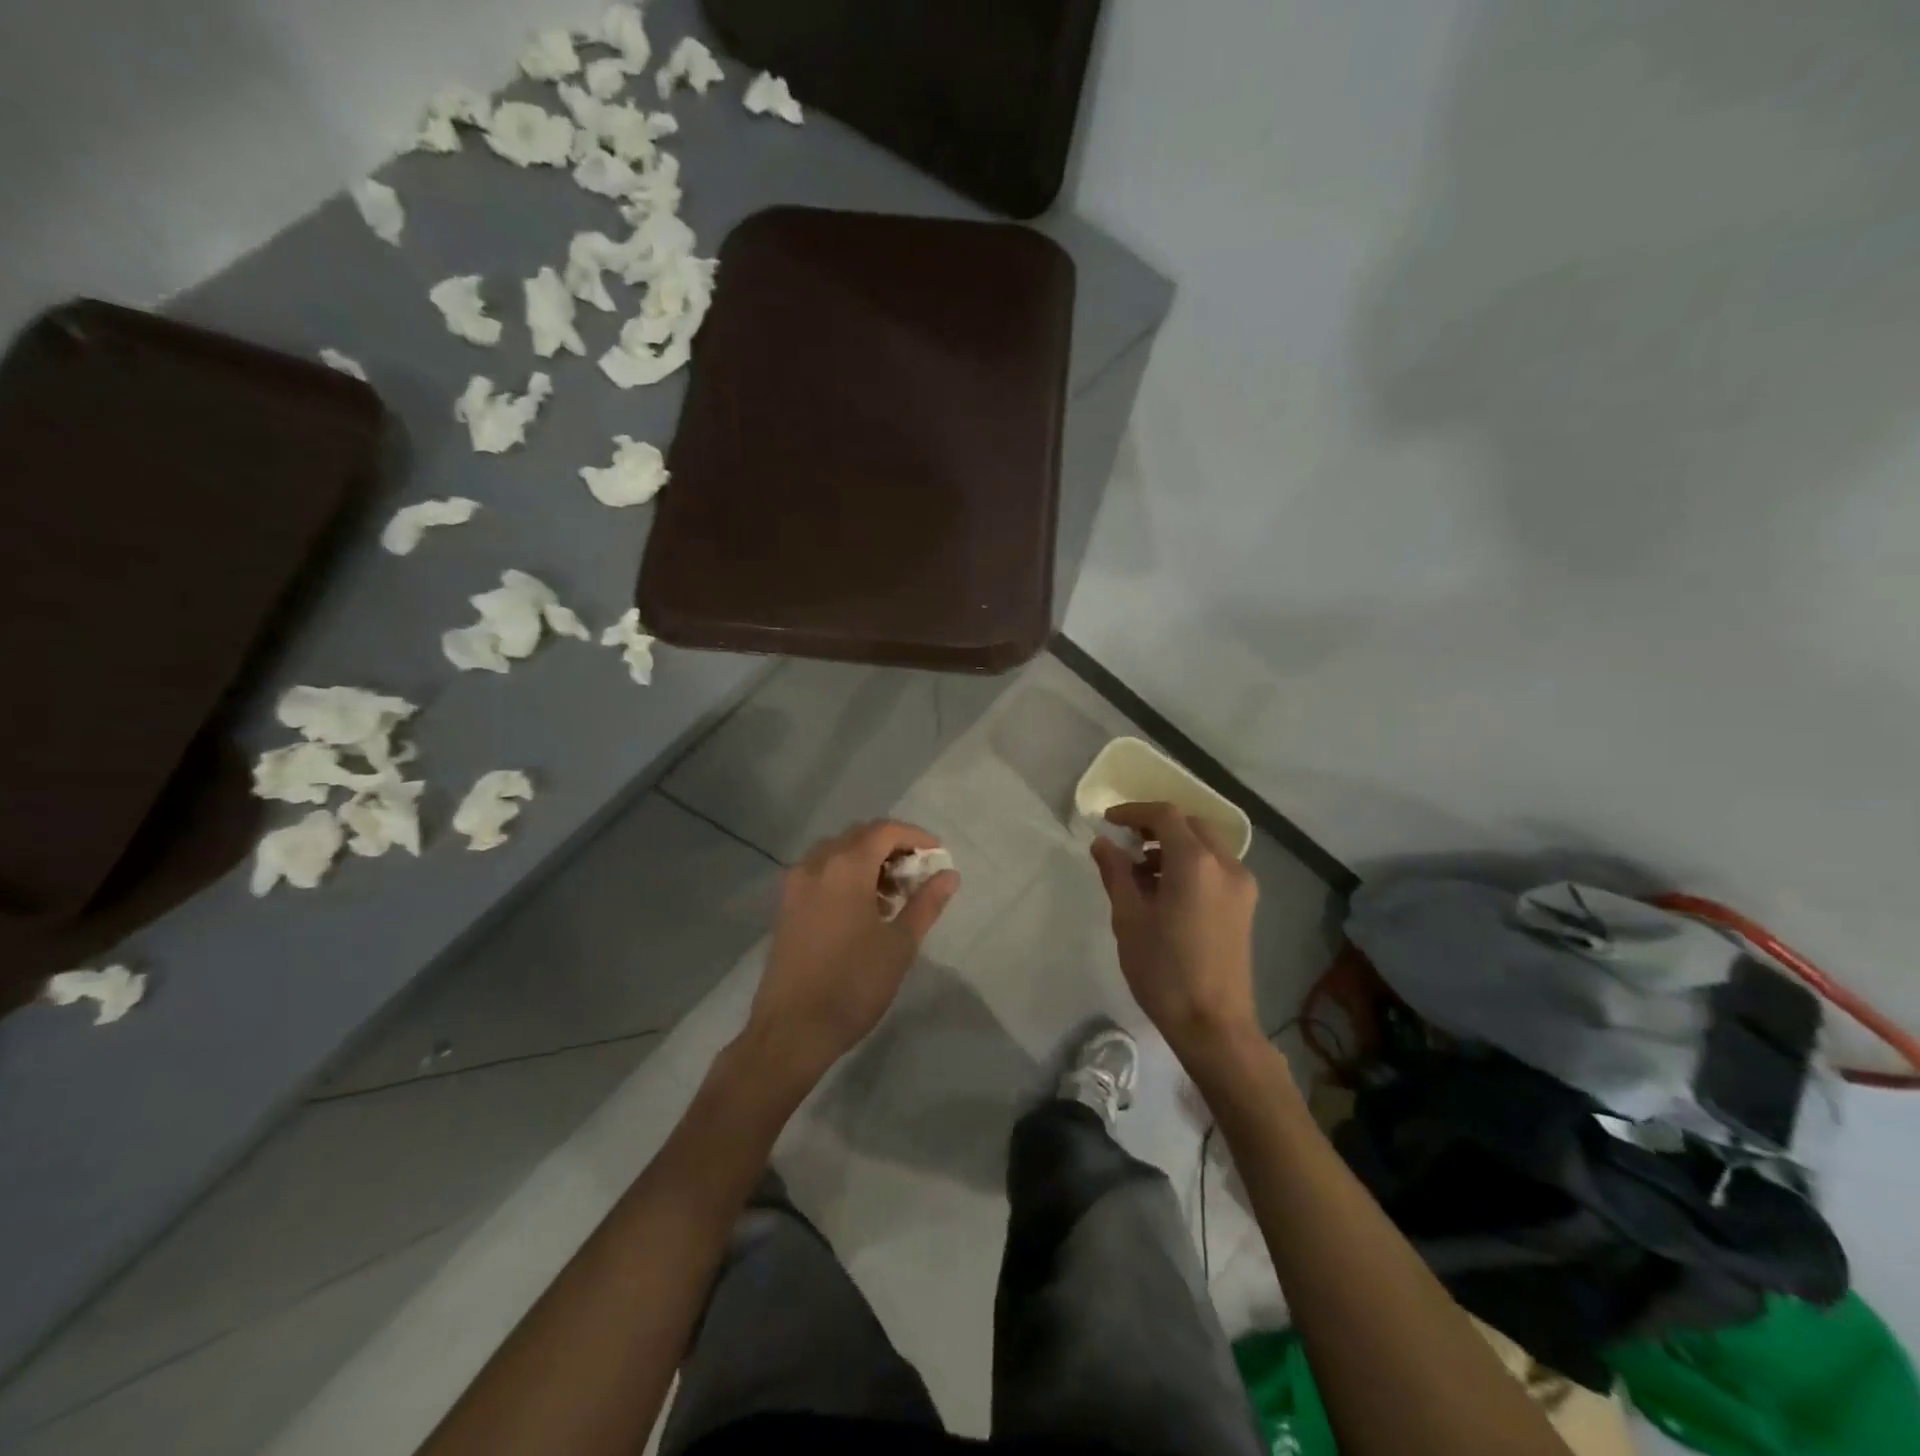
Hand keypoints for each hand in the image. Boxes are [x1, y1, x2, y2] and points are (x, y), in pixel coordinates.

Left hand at [744, 820, 959, 1087]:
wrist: (792, 1030)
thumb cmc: (853, 984)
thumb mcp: (900, 944)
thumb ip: (926, 903)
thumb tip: (949, 875)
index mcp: (845, 867)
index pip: (885, 830)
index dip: (916, 837)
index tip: (938, 856)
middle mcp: (816, 864)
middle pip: (859, 836)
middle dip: (892, 847)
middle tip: (918, 875)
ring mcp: (796, 884)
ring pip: (838, 852)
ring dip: (868, 861)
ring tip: (893, 896)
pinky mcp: (786, 905)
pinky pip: (821, 872)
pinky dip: (846, 875)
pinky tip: (864, 909)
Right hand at [1090, 802, 1260, 1066]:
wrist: (1214, 1025)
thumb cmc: (1164, 971)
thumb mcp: (1128, 918)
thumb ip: (1116, 873)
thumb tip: (1103, 843)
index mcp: (1195, 863)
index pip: (1165, 815)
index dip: (1134, 812)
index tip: (1108, 821)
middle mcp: (1226, 864)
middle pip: (1190, 824)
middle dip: (1156, 825)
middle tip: (1126, 841)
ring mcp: (1241, 885)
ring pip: (1206, 844)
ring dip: (1174, 845)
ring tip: (1141, 870)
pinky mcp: (1245, 905)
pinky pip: (1217, 866)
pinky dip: (1191, 863)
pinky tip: (1166, 890)